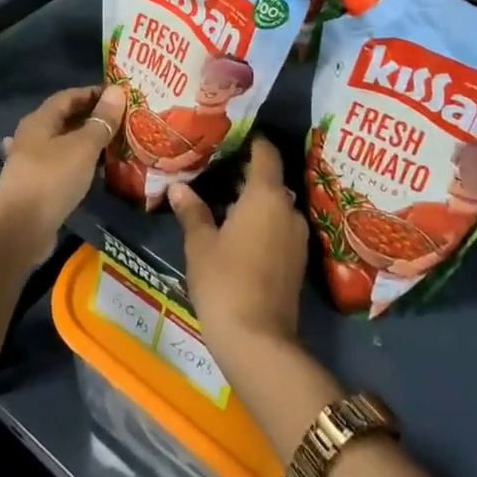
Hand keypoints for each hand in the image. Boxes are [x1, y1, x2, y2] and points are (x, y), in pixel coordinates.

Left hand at [0, 85, 125, 262]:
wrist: (20, 228)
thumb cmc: (52, 178)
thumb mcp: (83, 146)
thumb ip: (101, 121)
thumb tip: (117, 91)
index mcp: (40, 120)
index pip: (68, 96)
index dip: (93, 93)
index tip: (119, 96)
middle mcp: (32, 137)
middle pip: (65, 119)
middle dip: (93, 118)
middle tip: (123, 121)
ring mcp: (32, 163)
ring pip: (64, 145)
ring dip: (86, 143)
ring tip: (114, 144)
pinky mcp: (36, 187)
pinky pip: (62, 167)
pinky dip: (79, 165)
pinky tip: (94, 171)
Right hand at [168, 134, 306, 352]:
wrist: (259, 340)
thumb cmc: (224, 281)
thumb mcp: (201, 244)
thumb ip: (192, 211)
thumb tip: (179, 188)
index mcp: (266, 195)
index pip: (266, 153)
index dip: (252, 141)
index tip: (231, 137)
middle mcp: (289, 209)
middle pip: (271, 179)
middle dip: (247, 174)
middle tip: (217, 170)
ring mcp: (297, 236)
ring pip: (276, 206)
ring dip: (255, 201)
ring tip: (223, 201)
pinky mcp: (298, 261)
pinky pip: (280, 227)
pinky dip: (263, 223)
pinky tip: (238, 232)